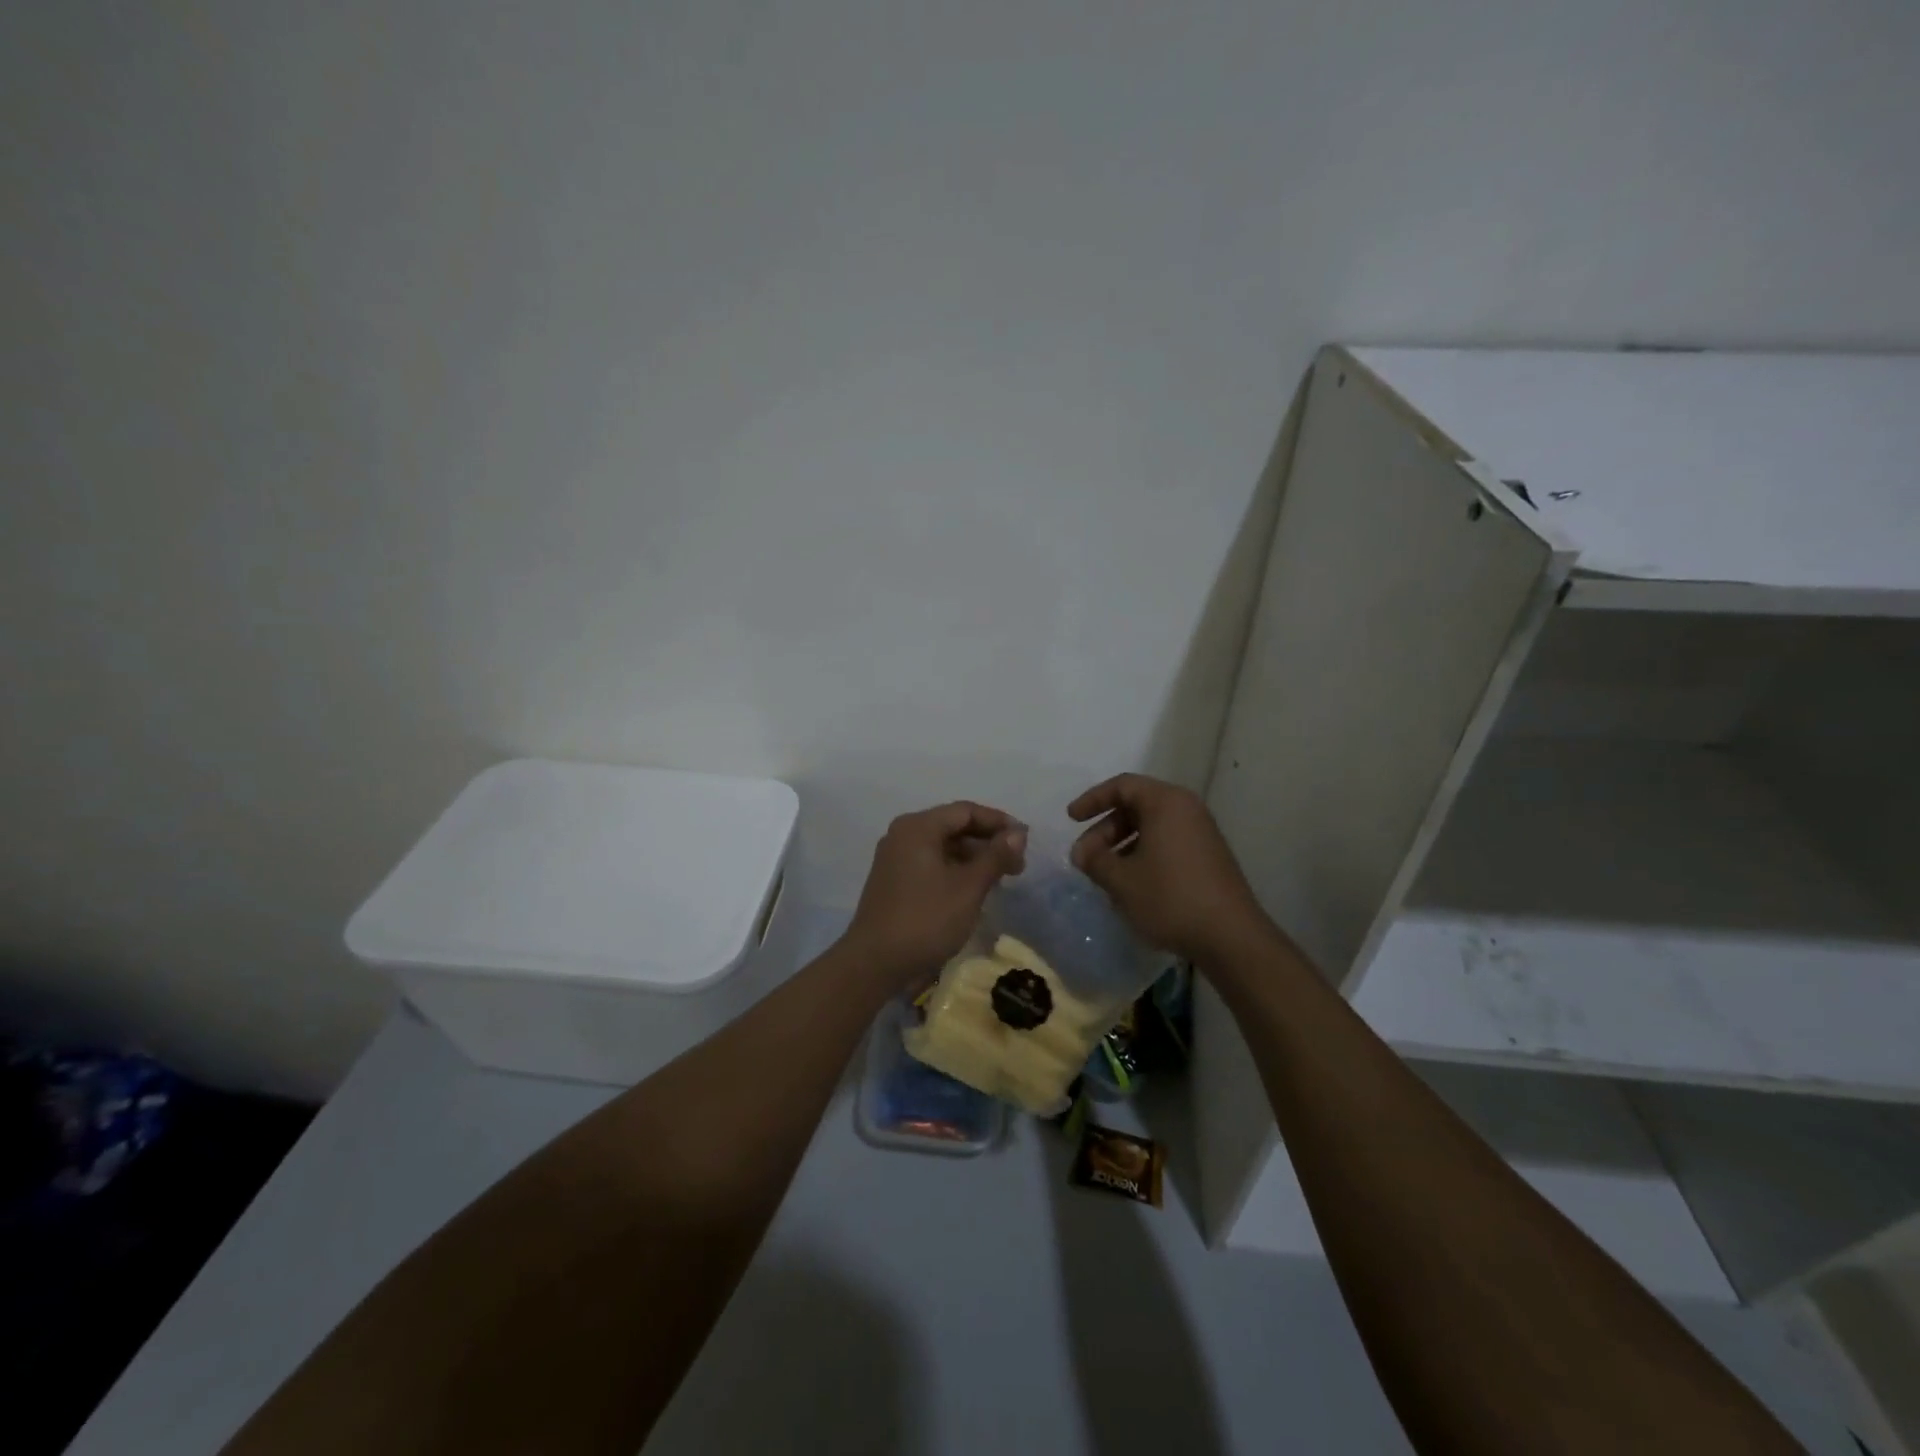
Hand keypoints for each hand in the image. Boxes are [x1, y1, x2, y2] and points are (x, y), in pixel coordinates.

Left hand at [841, 801, 1027, 981]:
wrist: (874, 963)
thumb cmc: (925, 920)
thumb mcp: (968, 888)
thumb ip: (995, 857)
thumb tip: (1018, 834)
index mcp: (918, 827)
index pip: (965, 811)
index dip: (998, 822)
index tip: (1025, 840)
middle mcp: (903, 834)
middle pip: (953, 826)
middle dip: (987, 842)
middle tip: (1017, 865)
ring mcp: (895, 858)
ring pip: (943, 846)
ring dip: (973, 858)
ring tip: (1000, 879)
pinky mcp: (894, 880)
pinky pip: (931, 863)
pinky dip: (955, 870)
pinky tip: (974, 889)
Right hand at [1068, 774, 1269, 962]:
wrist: (1231, 937)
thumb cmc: (1170, 898)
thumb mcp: (1122, 880)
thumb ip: (1095, 860)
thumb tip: (1082, 853)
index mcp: (1166, 802)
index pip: (1122, 786)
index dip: (1092, 800)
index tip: (1071, 819)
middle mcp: (1187, 809)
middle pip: (1136, 805)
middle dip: (1105, 829)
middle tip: (1085, 858)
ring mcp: (1201, 833)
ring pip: (1152, 827)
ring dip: (1122, 845)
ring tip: (1105, 874)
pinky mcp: (1208, 856)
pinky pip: (1167, 842)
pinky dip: (1143, 854)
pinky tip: (1132, 884)